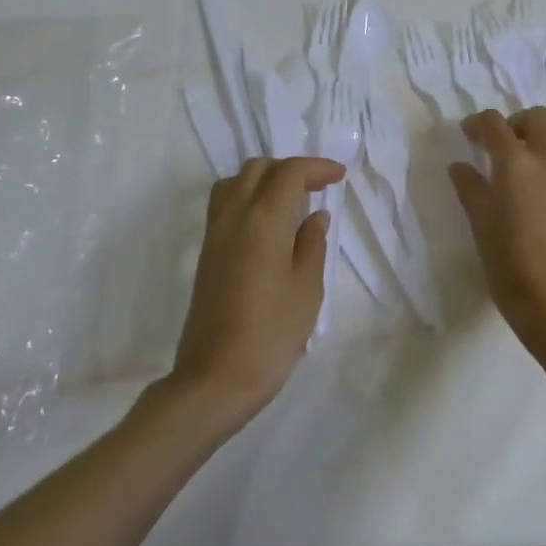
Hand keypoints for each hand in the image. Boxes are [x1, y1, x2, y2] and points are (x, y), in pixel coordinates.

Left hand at [172, 156, 344, 416]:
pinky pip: (224, 204)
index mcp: (264, 220)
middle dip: (290, 169)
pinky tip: (268, 224)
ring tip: (291, 201)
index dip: (317, 167)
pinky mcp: (205, 253)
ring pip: (236, 182)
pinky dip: (248, 196)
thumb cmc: (271, 333)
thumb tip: (315, 216)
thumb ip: (312, 244)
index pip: (290, 172)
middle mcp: (234, 216)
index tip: (339, 176)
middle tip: (318, 187)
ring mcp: (214, 234)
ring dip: (265, 179)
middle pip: (259, 168)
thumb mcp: (307, 288)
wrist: (215, 378)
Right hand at [449, 107, 545, 351]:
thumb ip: (470, 188)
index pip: (495, 123)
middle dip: (515, 123)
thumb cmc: (509, 264)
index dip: (478, 123)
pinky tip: (542, 198)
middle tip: (499, 147)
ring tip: (524, 167)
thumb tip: (460, 166)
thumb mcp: (480, 225)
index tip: (468, 134)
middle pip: (538, 118)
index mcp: (517, 163)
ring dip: (541, 141)